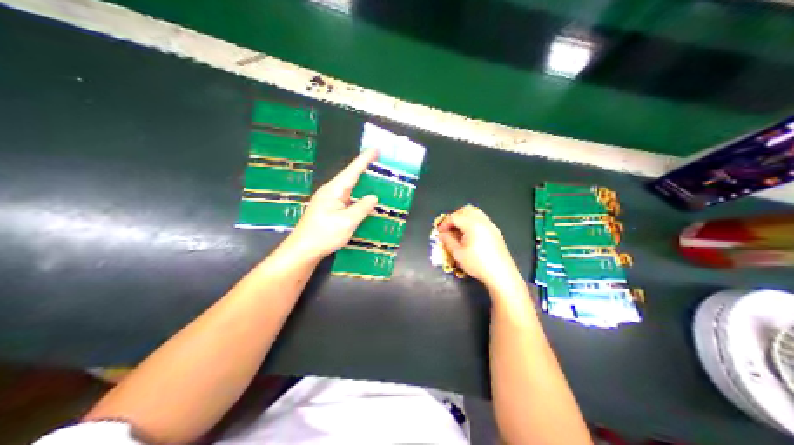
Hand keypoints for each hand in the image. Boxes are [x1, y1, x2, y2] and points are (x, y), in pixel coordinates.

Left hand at [286, 150, 378, 260]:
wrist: (303, 250)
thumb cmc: (324, 234)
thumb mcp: (347, 222)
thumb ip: (362, 208)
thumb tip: (373, 197)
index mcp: (334, 190)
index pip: (352, 171)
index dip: (365, 160)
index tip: (376, 148)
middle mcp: (330, 192)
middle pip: (350, 177)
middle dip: (364, 169)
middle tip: (379, 161)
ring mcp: (328, 202)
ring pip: (348, 189)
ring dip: (361, 184)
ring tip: (376, 179)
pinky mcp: (328, 211)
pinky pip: (346, 200)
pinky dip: (357, 197)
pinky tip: (363, 202)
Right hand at [434, 207, 522, 289]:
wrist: (501, 274)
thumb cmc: (477, 264)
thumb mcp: (458, 254)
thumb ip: (448, 241)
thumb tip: (442, 234)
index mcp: (472, 224)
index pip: (455, 217)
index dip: (445, 223)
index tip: (439, 232)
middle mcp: (483, 221)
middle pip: (466, 210)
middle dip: (455, 217)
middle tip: (448, 228)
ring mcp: (491, 225)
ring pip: (476, 213)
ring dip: (465, 218)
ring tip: (458, 231)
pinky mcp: (496, 232)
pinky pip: (482, 220)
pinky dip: (473, 222)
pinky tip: (470, 235)